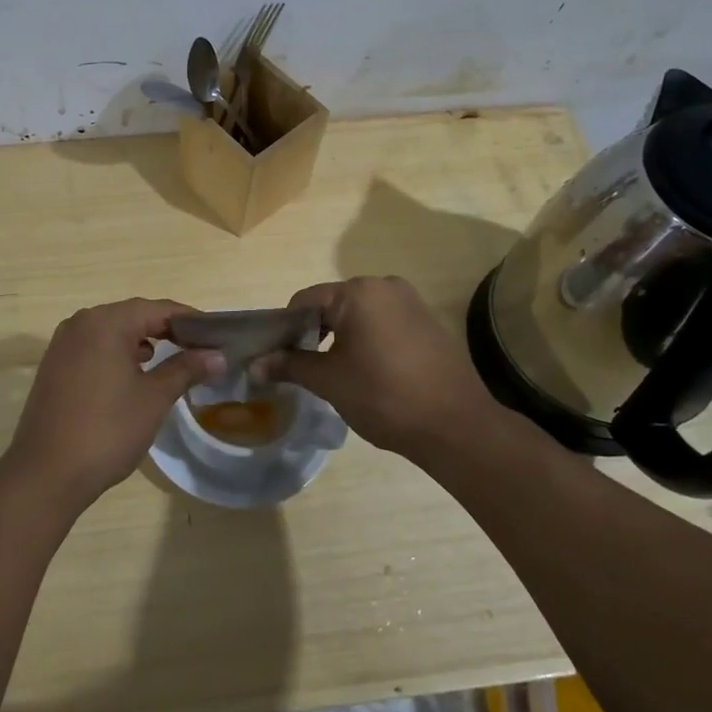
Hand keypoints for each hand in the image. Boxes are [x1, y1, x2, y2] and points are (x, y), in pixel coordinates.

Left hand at [2, 299, 223, 509]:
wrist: (46, 474)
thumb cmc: (107, 430)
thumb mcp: (154, 398)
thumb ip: (186, 369)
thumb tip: (218, 356)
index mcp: (105, 322)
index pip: (158, 309)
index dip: (191, 320)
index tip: (218, 336)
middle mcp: (80, 323)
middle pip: (134, 316)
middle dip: (168, 330)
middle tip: (201, 349)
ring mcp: (63, 345)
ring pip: (113, 332)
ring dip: (144, 342)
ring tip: (174, 361)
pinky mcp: (55, 367)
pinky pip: (95, 348)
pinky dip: (120, 355)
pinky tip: (136, 375)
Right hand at [254, 276, 506, 459]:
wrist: (456, 425)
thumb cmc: (384, 396)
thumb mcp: (329, 381)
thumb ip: (290, 365)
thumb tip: (254, 364)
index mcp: (358, 292)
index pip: (304, 301)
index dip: (284, 329)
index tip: (276, 358)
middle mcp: (385, 286)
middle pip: (331, 304)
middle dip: (312, 332)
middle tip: (301, 368)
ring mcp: (411, 302)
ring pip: (358, 314)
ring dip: (339, 337)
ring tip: (332, 373)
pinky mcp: (427, 322)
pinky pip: (383, 323)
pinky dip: (366, 340)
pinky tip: (366, 371)